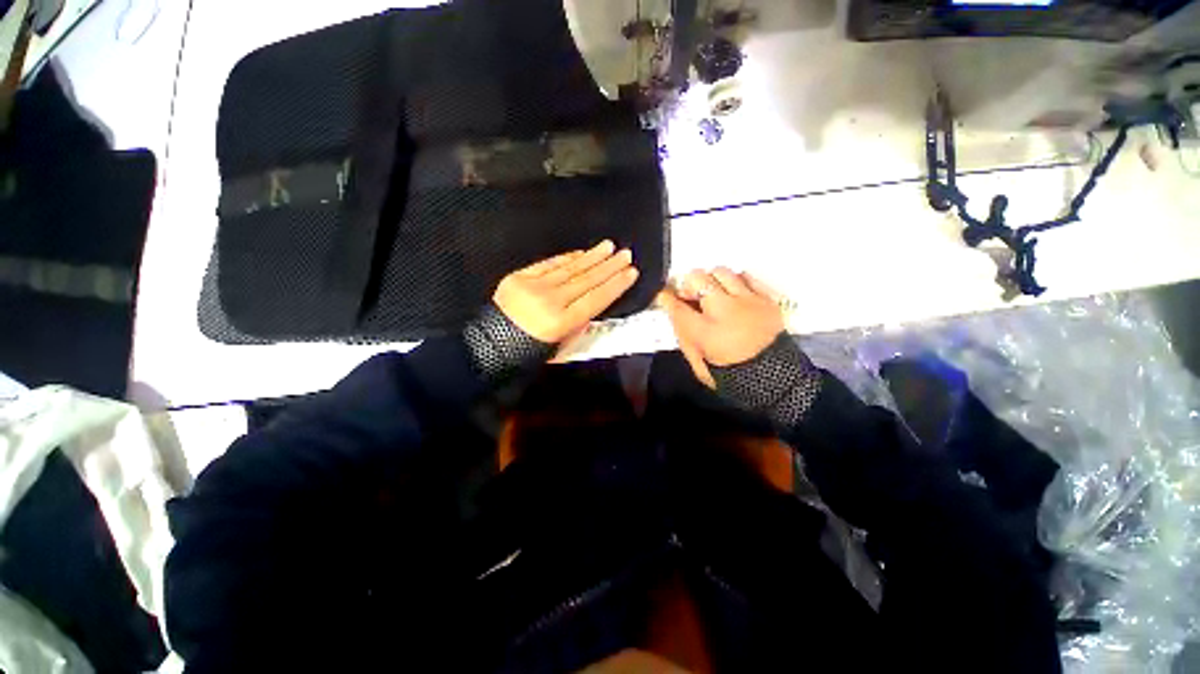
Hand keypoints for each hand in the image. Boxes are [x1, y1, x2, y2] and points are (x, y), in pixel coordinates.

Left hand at [494, 240, 638, 343]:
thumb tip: (593, 301)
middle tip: (625, 253)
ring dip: (591, 256)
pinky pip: (549, 264)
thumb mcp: (561, 345)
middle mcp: (550, 301)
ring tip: (608, 246)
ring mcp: (533, 286)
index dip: (615, 285)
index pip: (596, 299)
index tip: (631, 272)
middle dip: (609, 266)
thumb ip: (579, 323)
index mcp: (562, 322)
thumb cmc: (530, 351)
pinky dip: (567, 258)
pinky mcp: (519, 277)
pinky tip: (581, 253)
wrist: (490, 346)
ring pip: (570, 268)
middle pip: (586, 280)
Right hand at [656, 267, 785, 385]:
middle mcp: (725, 311)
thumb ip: (683, 337)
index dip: (666, 298)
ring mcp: (748, 301)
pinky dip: (735, 281)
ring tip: (713, 293)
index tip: (664, 295)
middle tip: (691, 296)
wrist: (774, 379)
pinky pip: (746, 276)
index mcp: (705, 332)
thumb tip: (675, 314)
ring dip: (711, 281)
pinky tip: (734, 293)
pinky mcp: (766, 299)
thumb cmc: (731, 373)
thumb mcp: (698, 364)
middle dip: (688, 285)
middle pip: (697, 279)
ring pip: (721, 272)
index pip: (677, 306)